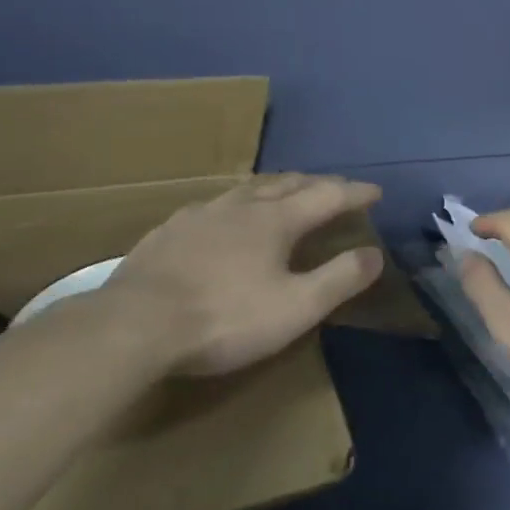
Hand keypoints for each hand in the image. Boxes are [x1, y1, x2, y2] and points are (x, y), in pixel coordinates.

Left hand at [96, 175, 383, 376]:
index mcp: (275, 220)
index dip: (354, 193)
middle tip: (335, 188)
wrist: (134, 325)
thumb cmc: (224, 317)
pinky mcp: (169, 231)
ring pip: (248, 189)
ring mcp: (201, 214)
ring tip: (285, 192)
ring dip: (276, 187)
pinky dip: (238, 203)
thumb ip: (338, 279)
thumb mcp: (295, 308)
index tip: (375, 192)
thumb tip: (375, 254)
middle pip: (287, 183)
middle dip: (317, 183)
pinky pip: (215, 205)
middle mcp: (241, 206)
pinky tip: (225, 218)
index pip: (326, 196)